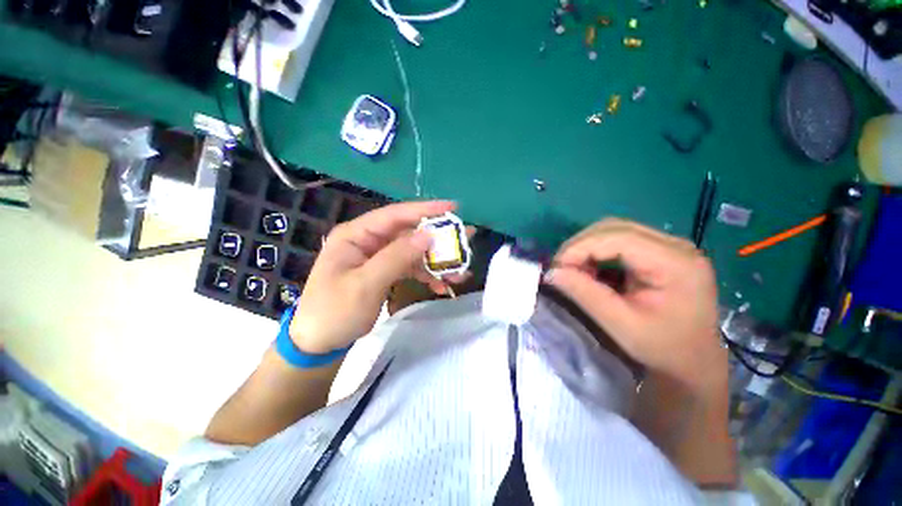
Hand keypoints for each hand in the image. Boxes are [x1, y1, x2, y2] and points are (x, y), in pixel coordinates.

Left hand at [289, 200, 457, 353]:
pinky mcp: (385, 272)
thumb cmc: (335, 311)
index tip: (452, 209)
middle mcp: (369, 241)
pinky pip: (410, 267)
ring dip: (435, 261)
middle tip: (465, 238)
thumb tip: (428, 235)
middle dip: (437, 238)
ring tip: (459, 271)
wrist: (319, 343)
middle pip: (408, 233)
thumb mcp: (365, 284)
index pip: (395, 215)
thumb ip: (396, 257)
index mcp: (356, 235)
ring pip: (413, 252)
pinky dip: (426, 275)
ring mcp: (378, 257)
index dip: (424, 210)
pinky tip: (441, 285)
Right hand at [545, 218, 725, 393]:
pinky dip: (598, 252)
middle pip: (615, 228)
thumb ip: (585, 294)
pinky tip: (592, 270)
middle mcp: (676, 246)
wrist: (693, 362)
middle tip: (562, 268)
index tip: (556, 267)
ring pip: (615, 231)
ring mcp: (670, 247)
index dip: (580, 247)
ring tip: (575, 270)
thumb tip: (552, 272)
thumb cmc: (662, 348)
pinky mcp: (661, 252)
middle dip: (581, 245)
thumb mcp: (621, 325)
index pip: (618, 236)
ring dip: (587, 247)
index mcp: (675, 263)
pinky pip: (620, 241)